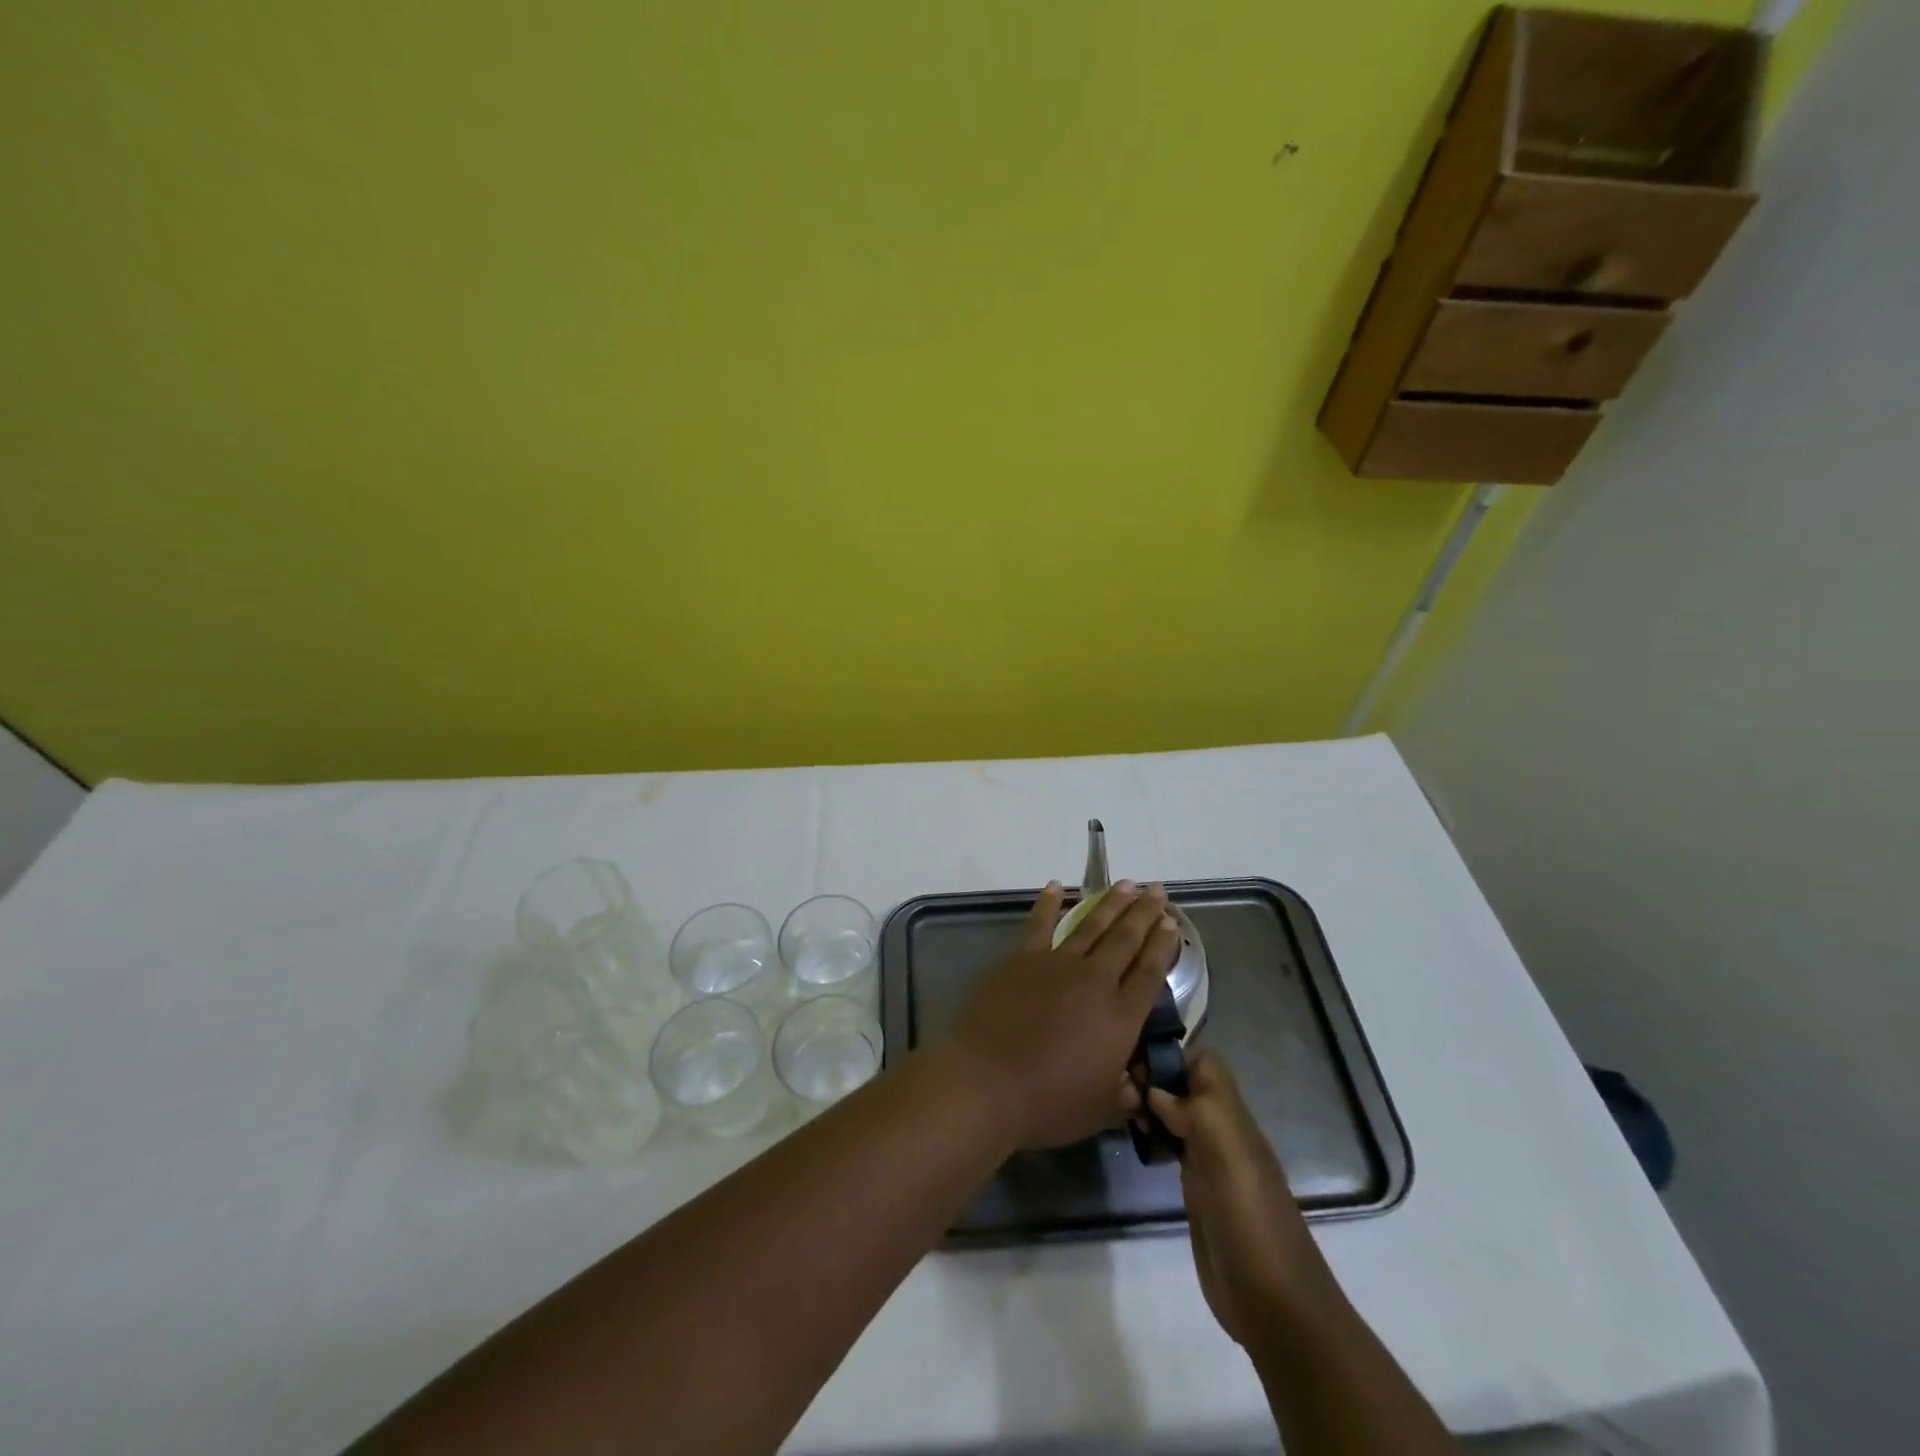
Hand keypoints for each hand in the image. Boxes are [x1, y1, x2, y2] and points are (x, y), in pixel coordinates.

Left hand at [949, 880, 1181, 1150]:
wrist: (988, 1082)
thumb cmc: (1047, 1103)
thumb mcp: (1099, 1110)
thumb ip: (1123, 1095)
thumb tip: (1137, 1089)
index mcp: (1121, 1017)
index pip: (1151, 971)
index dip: (1163, 945)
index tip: (1172, 922)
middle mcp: (1096, 981)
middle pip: (1126, 939)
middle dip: (1145, 913)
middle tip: (1158, 889)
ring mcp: (1057, 964)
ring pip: (1092, 925)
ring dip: (1111, 903)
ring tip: (1128, 884)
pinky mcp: (1023, 959)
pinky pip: (1040, 924)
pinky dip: (1049, 903)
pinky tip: (1057, 886)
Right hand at [1146, 1051, 1336, 1345]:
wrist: (1274, 1304)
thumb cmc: (1251, 1219)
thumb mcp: (1228, 1155)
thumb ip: (1195, 1110)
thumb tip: (1157, 1090)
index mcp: (1232, 1117)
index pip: (1204, 1062)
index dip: (1172, 1054)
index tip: (1136, 1061)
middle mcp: (1221, 1131)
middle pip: (1184, 1084)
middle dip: (1152, 1079)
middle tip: (1121, 1094)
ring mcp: (1208, 1162)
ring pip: (1174, 1113)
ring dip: (1147, 1104)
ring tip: (1121, 1111)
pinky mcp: (1196, 1192)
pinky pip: (1170, 1146)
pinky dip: (1151, 1135)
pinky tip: (1134, 1139)